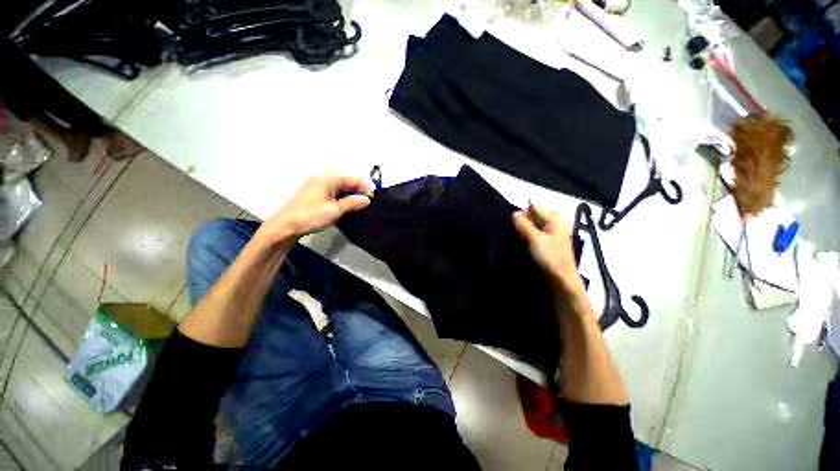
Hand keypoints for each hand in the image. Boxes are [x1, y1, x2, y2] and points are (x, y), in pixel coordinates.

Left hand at [261, 172, 374, 242]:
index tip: (374, 199)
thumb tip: (367, 199)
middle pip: (348, 180)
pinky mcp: (316, 190)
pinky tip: (348, 204)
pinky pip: (335, 189)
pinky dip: (343, 195)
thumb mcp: (334, 211)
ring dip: (352, 193)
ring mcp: (319, 182)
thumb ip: (352, 203)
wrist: (285, 225)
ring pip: (342, 185)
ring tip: (361, 205)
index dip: (366, 187)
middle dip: (360, 190)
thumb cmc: (310, 216)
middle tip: (369, 203)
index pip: (354, 179)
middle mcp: (325, 176)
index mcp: (330, 178)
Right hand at [513, 205, 582, 293]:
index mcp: (555, 220)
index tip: (512, 222)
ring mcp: (551, 235)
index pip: (536, 208)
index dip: (523, 213)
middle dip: (523, 222)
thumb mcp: (535, 239)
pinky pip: (535, 235)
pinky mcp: (548, 245)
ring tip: (517, 237)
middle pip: (535, 217)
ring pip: (534, 227)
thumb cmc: (549, 257)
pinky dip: (528, 236)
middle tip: (514, 231)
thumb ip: (524, 224)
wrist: (560, 279)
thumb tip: (514, 213)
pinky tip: (522, 242)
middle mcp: (554, 225)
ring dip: (524, 230)